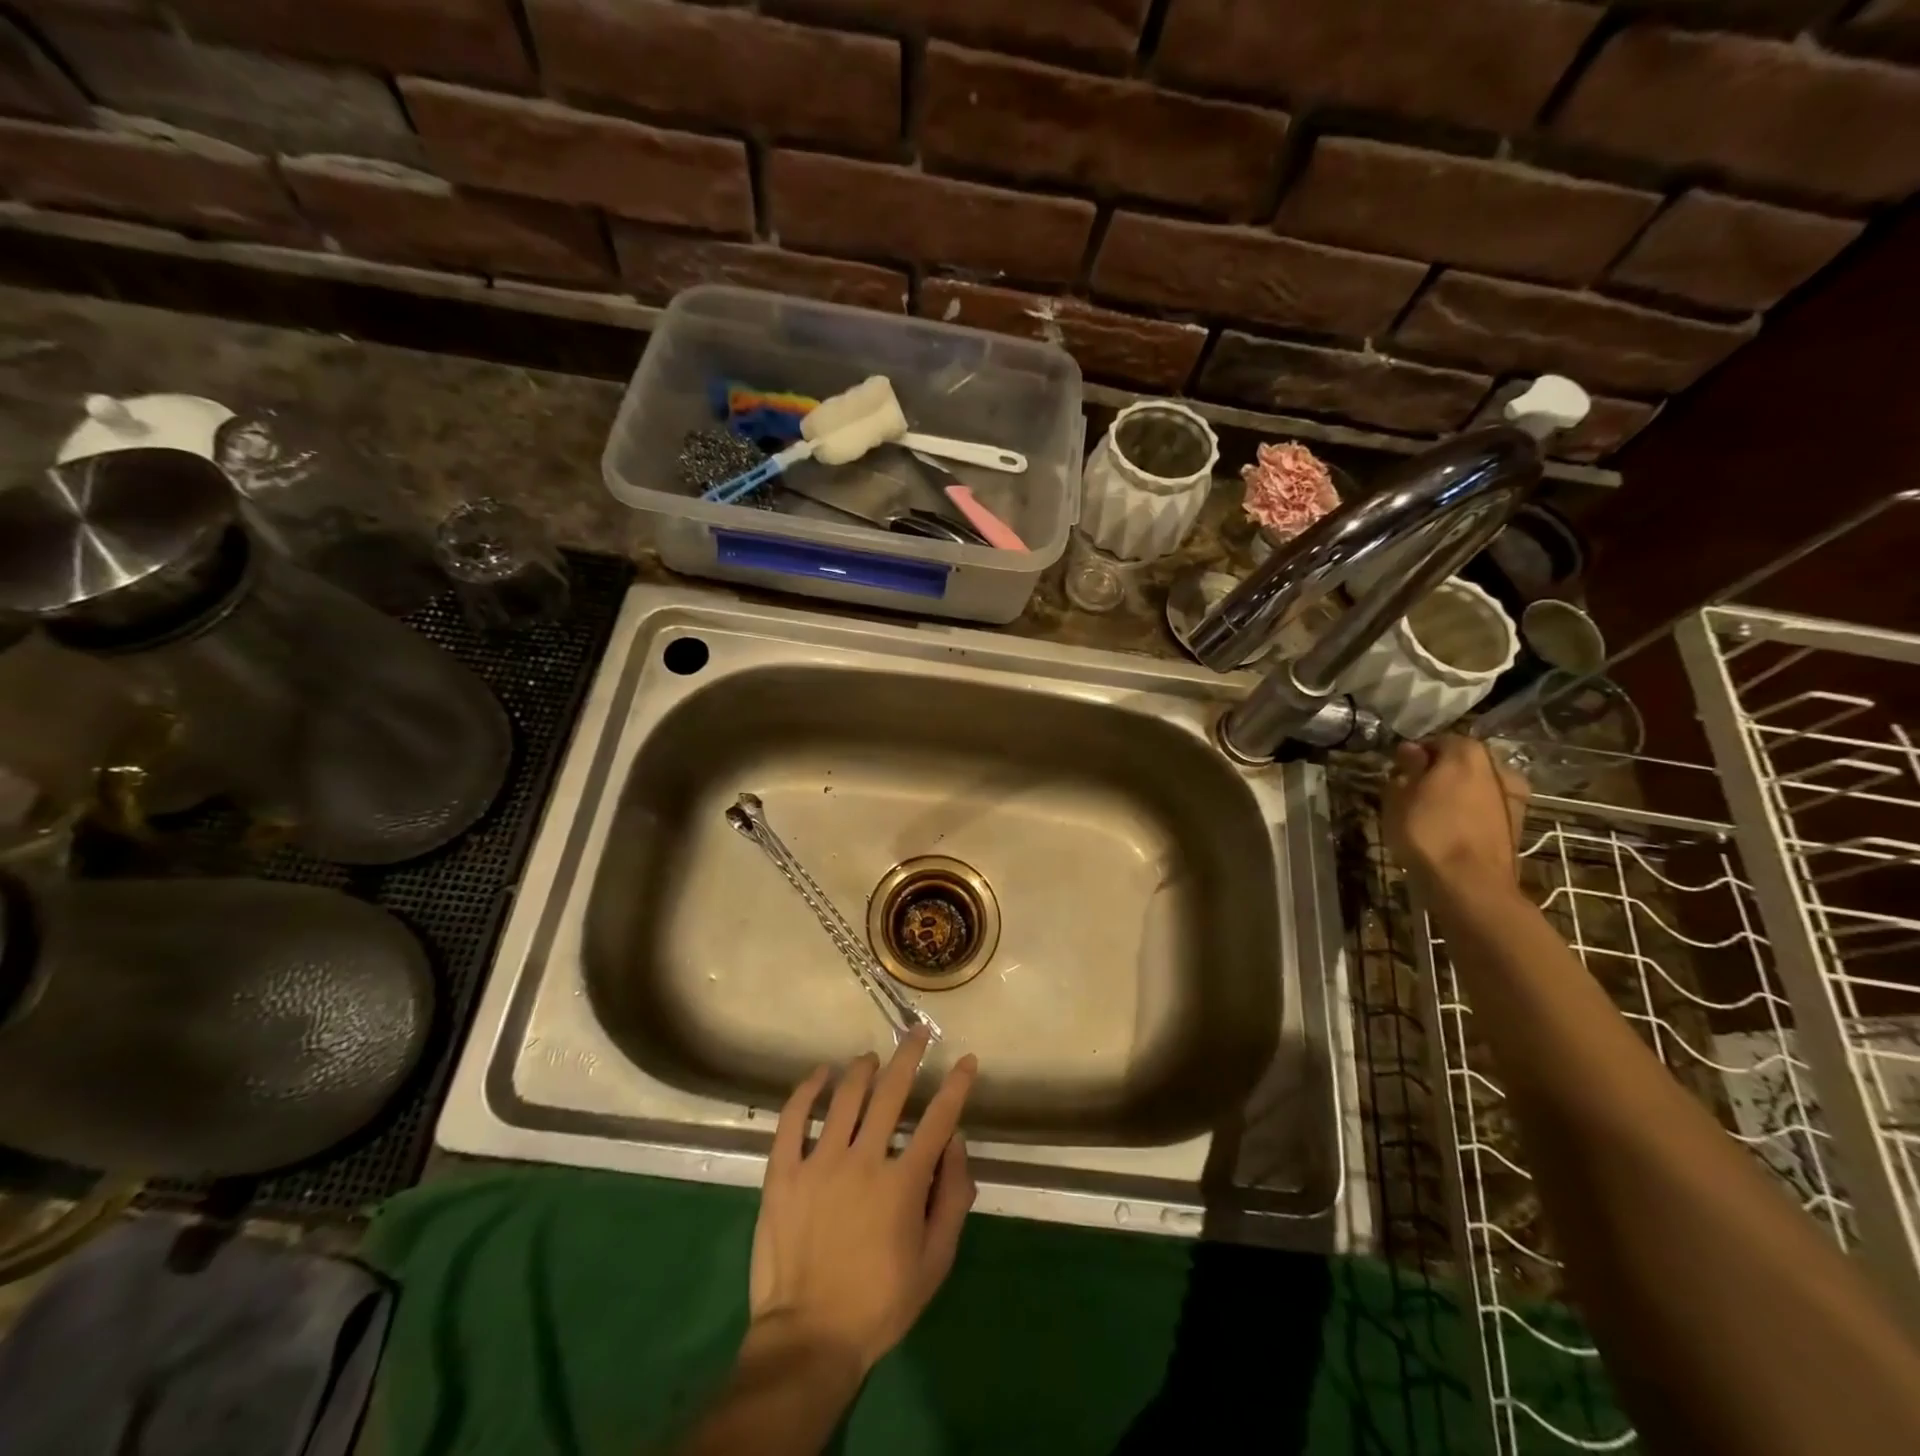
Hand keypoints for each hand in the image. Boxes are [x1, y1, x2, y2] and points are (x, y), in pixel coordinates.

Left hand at [748, 1029, 977, 1374]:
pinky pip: (793, 1118)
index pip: (938, 1119)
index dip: (956, 1086)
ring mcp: (820, 1162)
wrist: (808, 1339)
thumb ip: (953, 1199)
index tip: (965, 1060)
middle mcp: (864, 1160)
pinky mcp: (783, 1172)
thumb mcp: (934, 1263)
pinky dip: (807, 1090)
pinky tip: (819, 1074)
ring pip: (845, 1096)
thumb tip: (957, 1143)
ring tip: (872, 1059)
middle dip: (909, 1056)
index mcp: (903, 1183)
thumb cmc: (879, 1304)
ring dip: (863, 1068)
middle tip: (917, 1033)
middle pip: (891, 1091)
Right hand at [1383, 736, 1528, 894]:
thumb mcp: (1399, 796)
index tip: (1399, 771)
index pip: (1437, 741)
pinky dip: (1469, 812)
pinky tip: (1451, 829)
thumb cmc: (1428, 832)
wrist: (1471, 884)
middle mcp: (1497, 767)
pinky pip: (1485, 808)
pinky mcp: (1517, 823)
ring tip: (1431, 813)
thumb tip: (1412, 750)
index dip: (1415, 754)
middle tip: (1413, 791)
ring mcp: (1512, 796)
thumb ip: (1407, 768)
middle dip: (1439, 772)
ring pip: (1475, 785)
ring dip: (1456, 793)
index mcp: (1467, 752)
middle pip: (1461, 762)